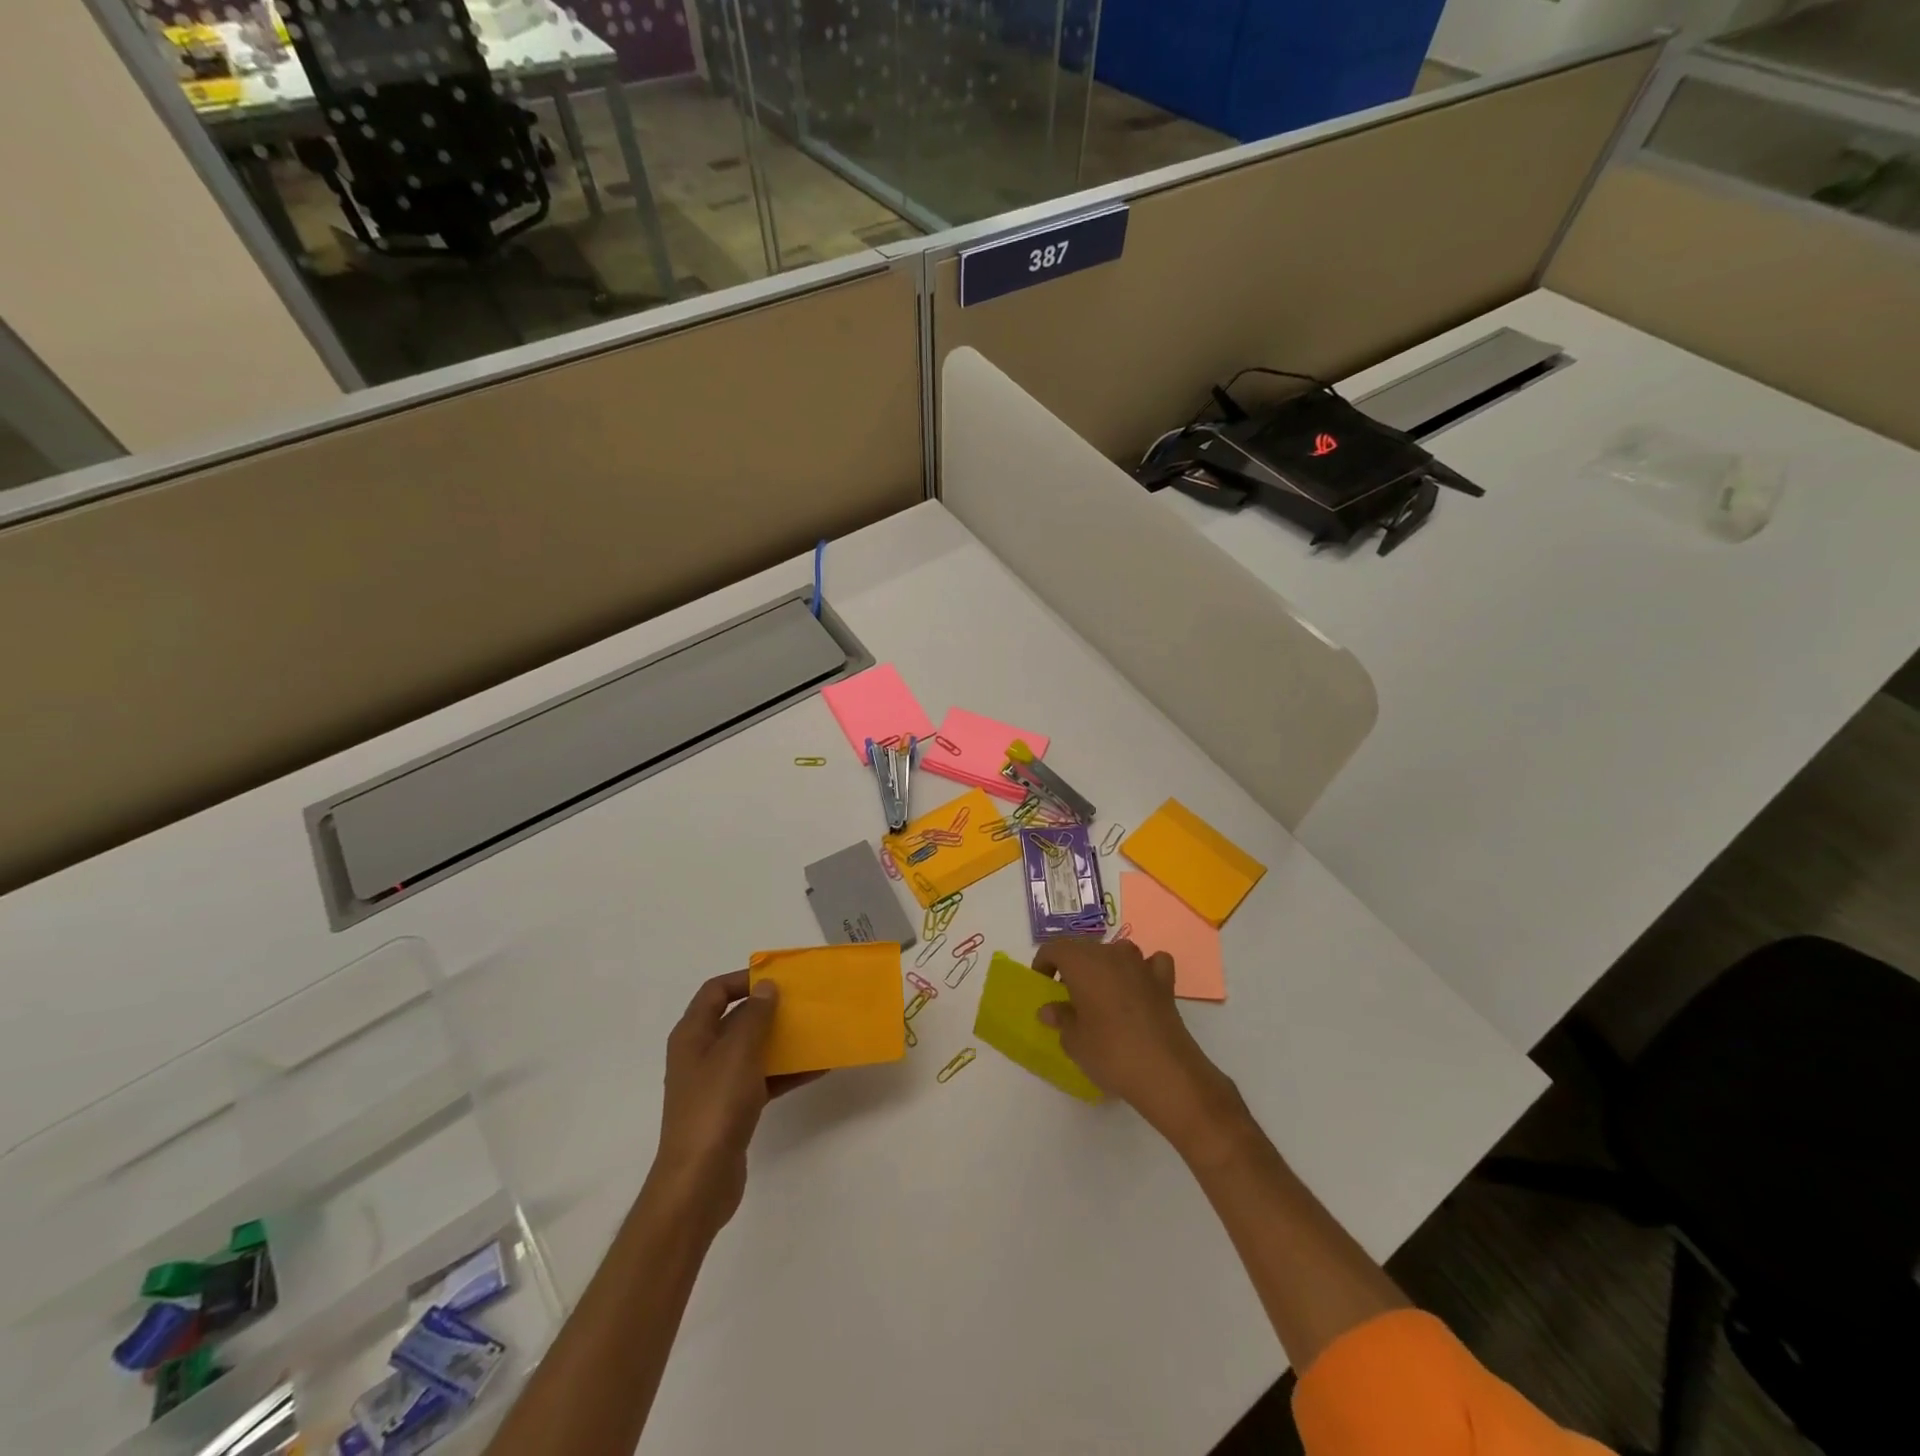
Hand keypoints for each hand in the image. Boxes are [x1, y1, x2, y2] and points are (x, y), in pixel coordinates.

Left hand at [650, 971, 818, 1233]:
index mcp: (692, 1035)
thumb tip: (766, 986)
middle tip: (803, 1003)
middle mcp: (701, 1054)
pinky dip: (787, 1072)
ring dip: (782, 1040)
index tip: (779, 979)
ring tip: (816, 1032)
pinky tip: (818, 1069)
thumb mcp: (738, 1053)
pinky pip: (763, 1079)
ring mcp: (716, 1084)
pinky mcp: (732, 1109)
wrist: (700, 1181)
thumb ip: (754, 1016)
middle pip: (736, 1019)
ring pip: (753, 1050)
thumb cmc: (715, 1106)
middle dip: (769, 1009)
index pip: (715, 991)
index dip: (745, 979)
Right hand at [1033, 939, 1247, 1159]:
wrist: (1165, 1071)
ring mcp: (1141, 965)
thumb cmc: (1109, 1052)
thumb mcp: (1074, 1041)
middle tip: (1067, 997)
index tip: (1042, 984)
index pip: (1055, 948)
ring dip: (1106, 966)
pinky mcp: (1165, 982)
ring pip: (1117, 952)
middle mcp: (1111, 954)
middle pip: (1085, 949)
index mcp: (1083, 962)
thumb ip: (1060, 1018)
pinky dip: (1143, 971)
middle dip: (1073, 967)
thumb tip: (1050, 1009)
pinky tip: (1140, 988)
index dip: (1044, 963)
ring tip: (1101, 994)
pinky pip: (1151, 964)